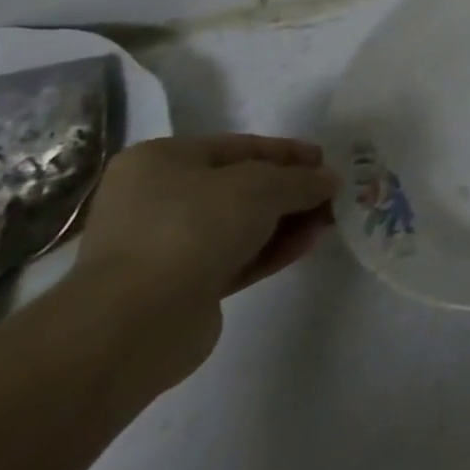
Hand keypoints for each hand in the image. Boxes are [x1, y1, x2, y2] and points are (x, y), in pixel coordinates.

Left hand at [72, 135, 337, 386]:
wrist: (137, 322)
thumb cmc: (195, 227)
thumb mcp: (264, 186)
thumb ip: (302, 179)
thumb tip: (329, 181)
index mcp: (160, 161)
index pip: (239, 147)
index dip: (288, 152)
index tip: (326, 161)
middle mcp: (155, 199)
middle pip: (241, 188)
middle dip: (290, 192)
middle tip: (332, 196)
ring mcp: (163, 246)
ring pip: (240, 226)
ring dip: (286, 222)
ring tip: (328, 222)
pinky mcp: (178, 288)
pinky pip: (235, 259)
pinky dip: (271, 250)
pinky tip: (307, 245)